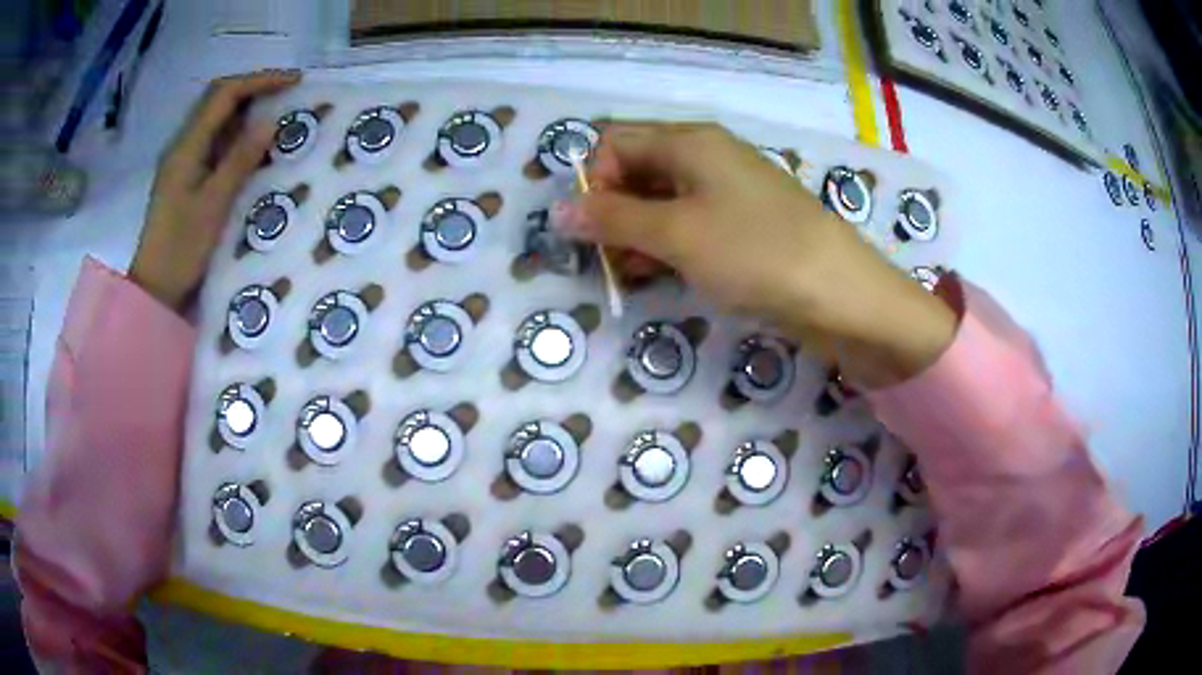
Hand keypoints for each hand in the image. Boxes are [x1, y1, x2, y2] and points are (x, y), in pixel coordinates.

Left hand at [129, 69, 300, 311]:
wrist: (154, 291)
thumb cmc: (181, 251)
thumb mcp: (213, 206)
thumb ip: (239, 161)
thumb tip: (269, 123)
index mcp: (186, 147)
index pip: (224, 94)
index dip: (259, 81)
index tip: (293, 82)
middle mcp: (182, 146)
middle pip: (218, 100)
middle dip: (253, 89)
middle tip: (287, 95)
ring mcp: (182, 162)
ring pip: (216, 120)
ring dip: (246, 111)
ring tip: (277, 116)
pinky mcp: (185, 179)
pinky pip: (214, 143)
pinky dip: (236, 136)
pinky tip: (253, 147)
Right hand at [551, 122, 955, 386]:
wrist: (842, 294)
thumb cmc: (755, 253)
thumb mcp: (675, 235)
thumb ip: (612, 220)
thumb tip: (558, 210)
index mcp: (690, 141)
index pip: (615, 143)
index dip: (595, 183)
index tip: (594, 231)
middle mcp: (708, 155)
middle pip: (638, 170)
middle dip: (615, 213)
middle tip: (611, 261)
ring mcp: (730, 189)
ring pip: (663, 200)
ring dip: (639, 234)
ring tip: (637, 275)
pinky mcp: (745, 223)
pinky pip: (692, 223)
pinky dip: (670, 245)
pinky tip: (668, 275)